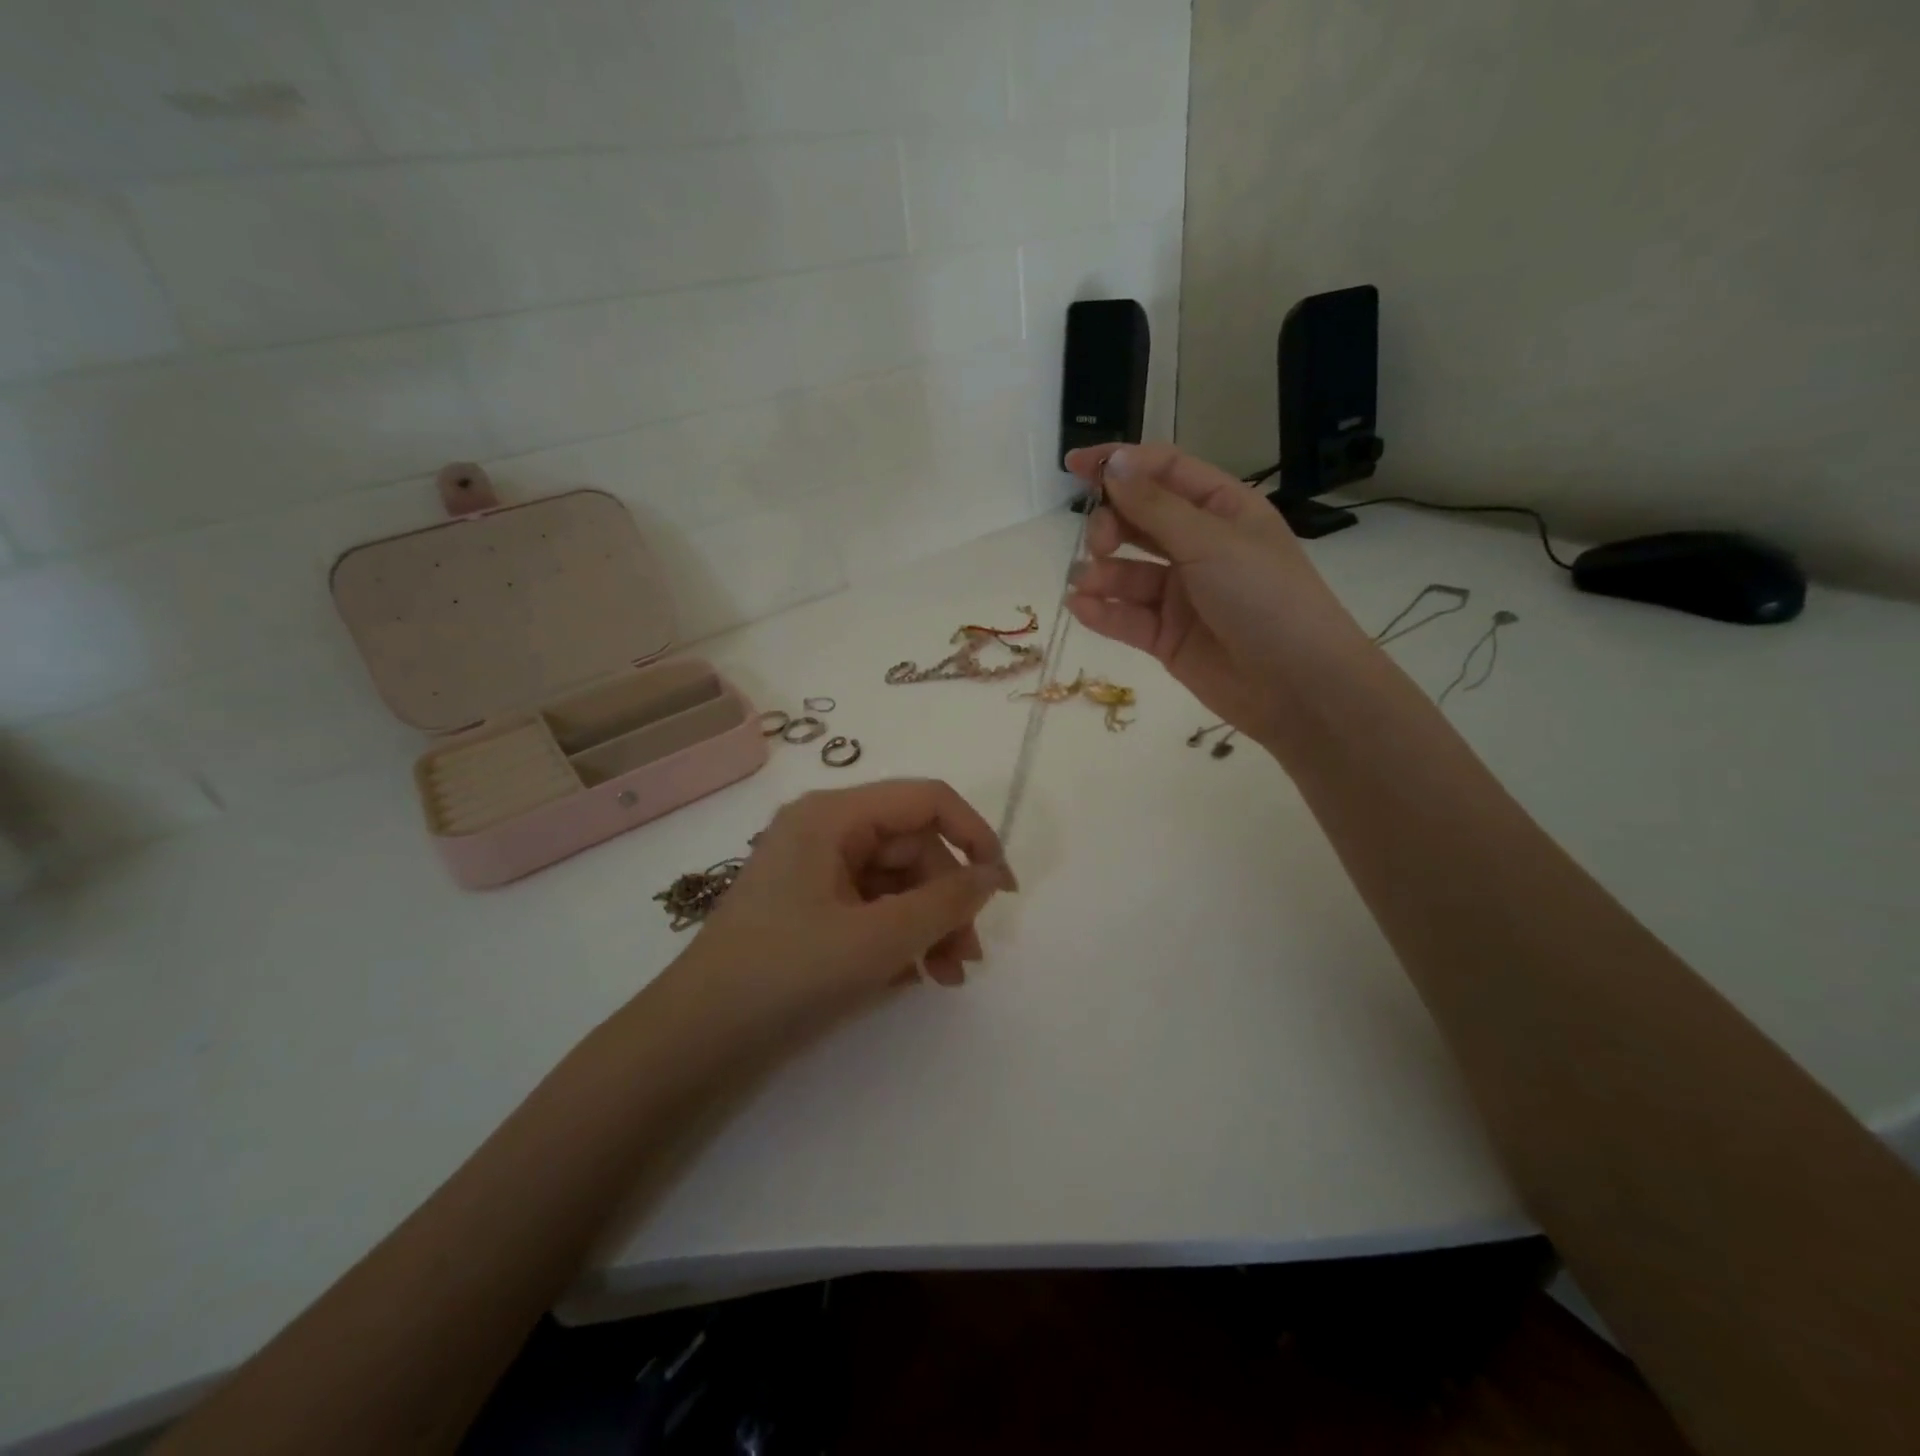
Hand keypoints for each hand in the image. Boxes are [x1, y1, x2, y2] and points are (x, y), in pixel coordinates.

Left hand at [661, 780, 1017, 1046]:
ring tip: (947, 978)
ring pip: (895, 882)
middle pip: (912, 847)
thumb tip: (991, 875)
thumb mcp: (878, 939)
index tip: (1002, 888)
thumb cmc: (787, 975)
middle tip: (967, 958)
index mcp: (833, 815)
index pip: (925, 800)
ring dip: (928, 925)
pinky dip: (897, 936)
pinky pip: (870, 907)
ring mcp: (813, 870)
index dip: (973, 835)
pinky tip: (911, 978)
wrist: (695, 1041)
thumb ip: (945, 902)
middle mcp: (823, 831)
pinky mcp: (808, 908)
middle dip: (947, 900)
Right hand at [1065, 443, 1372, 750]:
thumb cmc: (1264, 598)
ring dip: (1101, 573)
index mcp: (1223, 509)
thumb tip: (1113, 464)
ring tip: (1084, 584)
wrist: (1297, 685)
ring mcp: (1182, 594)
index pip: (1165, 472)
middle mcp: (1200, 546)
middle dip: (1110, 525)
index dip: (1121, 464)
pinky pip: (1127, 617)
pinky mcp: (1167, 636)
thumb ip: (1155, 507)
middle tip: (1098, 543)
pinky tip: (1082, 608)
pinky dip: (1103, 611)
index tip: (1074, 466)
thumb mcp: (1211, 541)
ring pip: (1128, 572)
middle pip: (1140, 520)